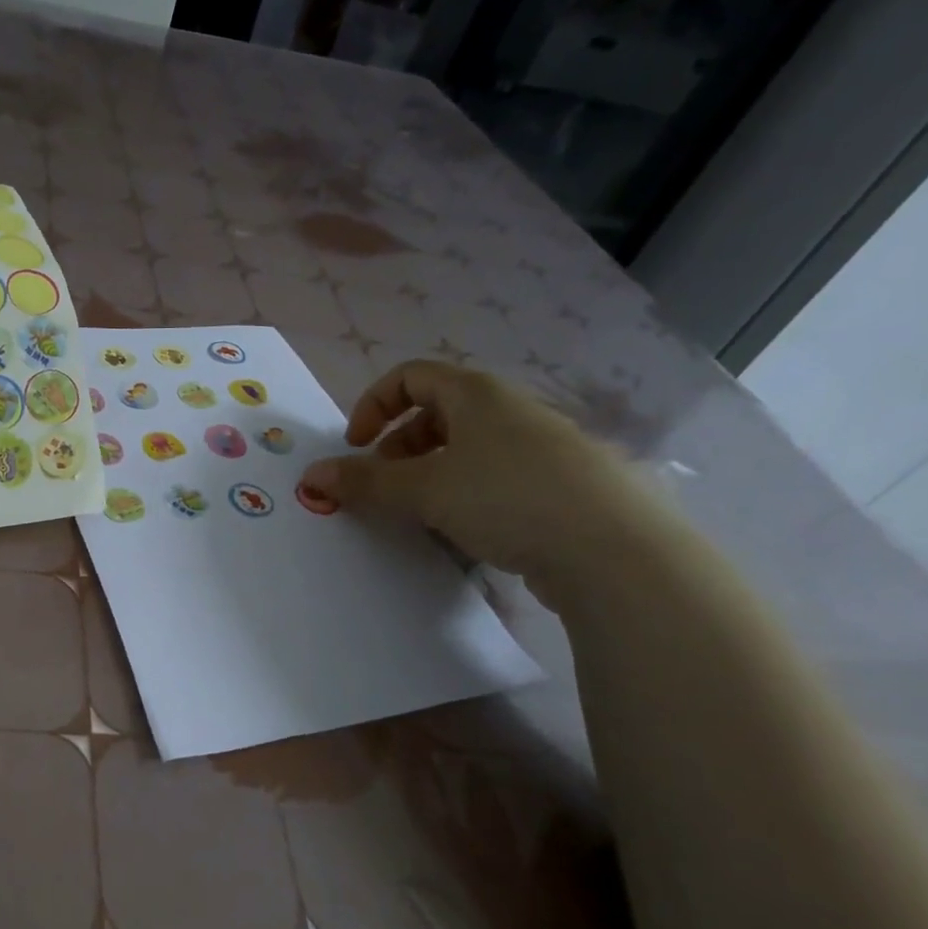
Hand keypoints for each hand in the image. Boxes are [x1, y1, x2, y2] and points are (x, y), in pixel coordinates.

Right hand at [302, 361, 654, 598]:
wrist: (615, 552)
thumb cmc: (507, 498)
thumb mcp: (423, 489)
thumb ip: (364, 481)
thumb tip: (312, 475)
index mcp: (477, 394)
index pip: (410, 376)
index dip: (373, 405)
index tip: (356, 446)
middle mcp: (511, 410)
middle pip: (438, 412)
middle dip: (399, 445)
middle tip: (385, 484)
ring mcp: (544, 446)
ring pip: (469, 447)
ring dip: (431, 472)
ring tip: (421, 511)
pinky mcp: (564, 484)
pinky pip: (498, 475)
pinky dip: (468, 492)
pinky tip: (468, 529)